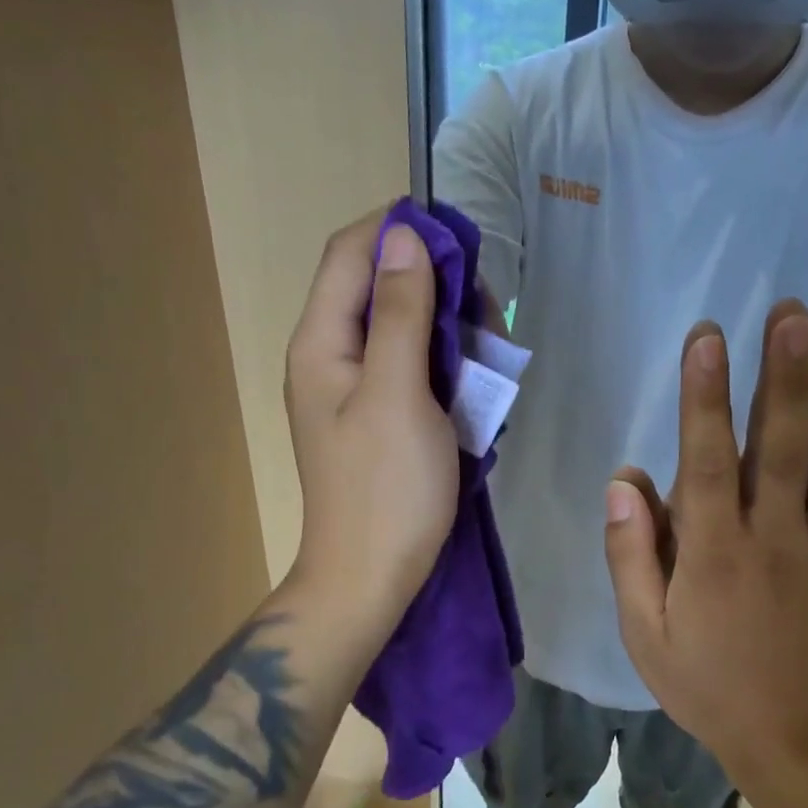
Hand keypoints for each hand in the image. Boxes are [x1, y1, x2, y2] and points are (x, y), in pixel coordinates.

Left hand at [286, 209, 457, 646]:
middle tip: (484, 302)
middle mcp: (328, 355)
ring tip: (485, 340)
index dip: (400, 230)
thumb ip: (402, 312)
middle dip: (429, 278)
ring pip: (395, 325)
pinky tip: (471, 375)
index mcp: (321, 341)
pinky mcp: (375, 415)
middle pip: (373, 285)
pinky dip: (440, 358)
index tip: (462, 238)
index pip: (351, 253)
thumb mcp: (399, 392)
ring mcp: (351, 388)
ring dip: (441, 320)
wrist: (371, 577)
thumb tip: (405, 236)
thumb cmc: (388, 488)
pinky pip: (406, 365)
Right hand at [604, 305, 807, 772]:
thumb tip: (624, 479)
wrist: (786, 738)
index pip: (706, 460)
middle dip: (784, 379)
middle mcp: (772, 539)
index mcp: (712, 552)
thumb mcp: (643, 630)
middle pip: (780, 448)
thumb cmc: (703, 681)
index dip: (705, 397)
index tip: (707, 337)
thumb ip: (630, 553)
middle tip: (791, 315)